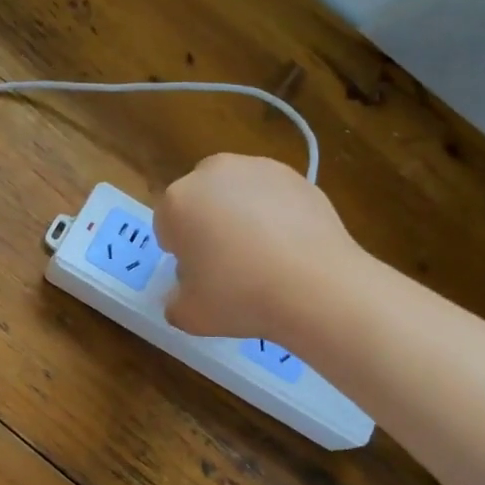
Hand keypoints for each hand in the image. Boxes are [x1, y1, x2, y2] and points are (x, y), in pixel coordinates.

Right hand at [154, 154, 354, 338]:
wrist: (317, 286)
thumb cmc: (241, 297)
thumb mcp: (190, 316)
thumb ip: (175, 302)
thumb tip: (183, 295)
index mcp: (178, 201)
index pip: (167, 226)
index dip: (180, 252)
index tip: (199, 276)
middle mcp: (213, 173)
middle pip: (200, 200)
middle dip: (207, 223)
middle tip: (227, 262)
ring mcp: (257, 168)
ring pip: (236, 192)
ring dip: (240, 214)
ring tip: (263, 253)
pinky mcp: (295, 175)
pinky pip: (272, 195)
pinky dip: (275, 213)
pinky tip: (289, 245)